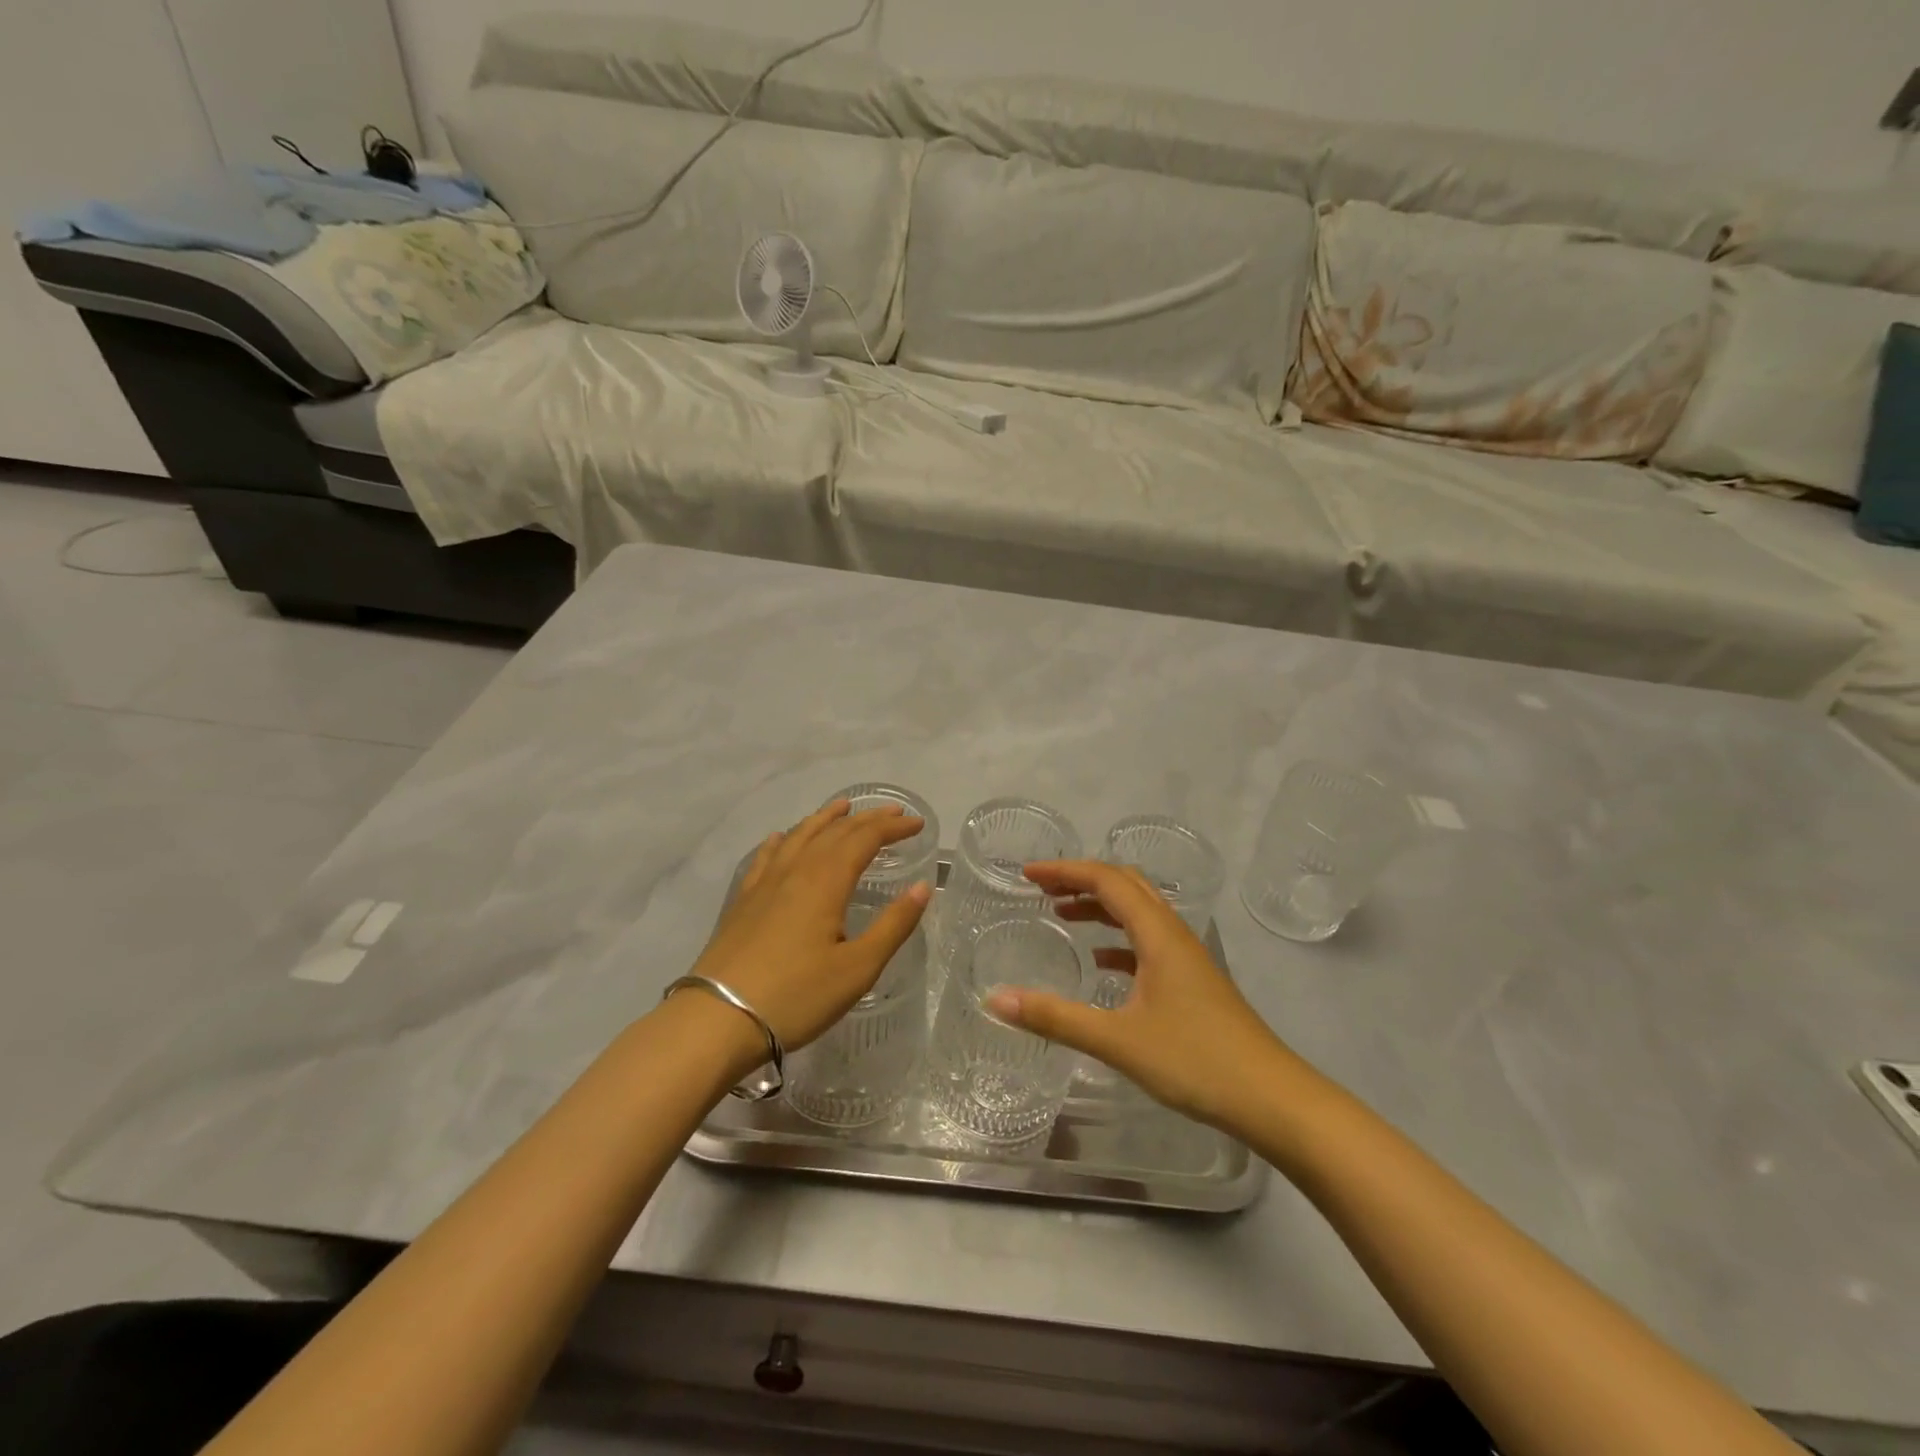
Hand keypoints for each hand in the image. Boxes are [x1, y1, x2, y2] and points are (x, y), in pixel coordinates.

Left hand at [686, 800, 931, 1052]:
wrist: (717, 1020)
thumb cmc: (797, 996)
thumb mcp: (858, 968)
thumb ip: (893, 925)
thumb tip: (923, 887)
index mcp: (826, 882)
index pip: (865, 839)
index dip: (892, 828)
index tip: (918, 825)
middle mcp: (795, 871)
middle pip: (834, 832)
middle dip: (867, 819)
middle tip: (893, 814)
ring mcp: (764, 884)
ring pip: (799, 837)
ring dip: (825, 819)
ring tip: (842, 807)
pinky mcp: (743, 901)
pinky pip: (766, 857)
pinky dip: (782, 840)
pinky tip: (781, 838)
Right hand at [985, 860, 1292, 1130]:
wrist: (1273, 1099)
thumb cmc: (1196, 1061)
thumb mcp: (1117, 1040)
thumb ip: (1055, 1018)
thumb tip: (995, 1000)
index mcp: (1158, 934)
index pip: (1107, 880)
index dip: (1065, 870)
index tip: (1027, 875)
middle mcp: (1174, 935)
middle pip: (1126, 886)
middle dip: (1082, 879)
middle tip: (1042, 888)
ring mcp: (1187, 959)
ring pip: (1139, 913)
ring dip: (1101, 906)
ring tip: (1063, 915)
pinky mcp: (1193, 983)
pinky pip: (1148, 942)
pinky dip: (1118, 940)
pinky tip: (1101, 963)